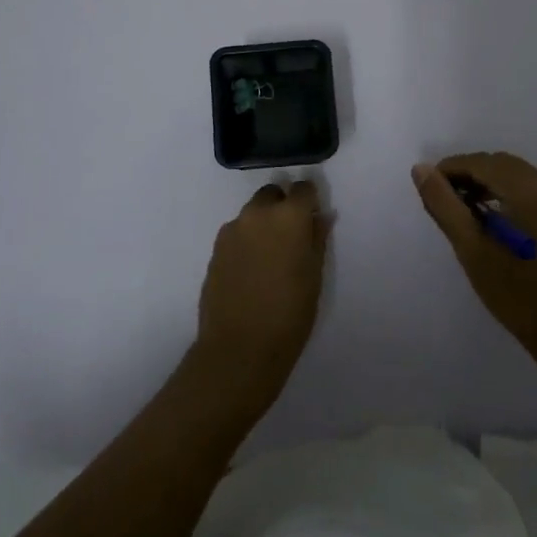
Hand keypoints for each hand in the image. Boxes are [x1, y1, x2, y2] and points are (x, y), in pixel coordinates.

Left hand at [196, 180, 330, 392]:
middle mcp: (257, 214)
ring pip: (252, 214)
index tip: (313, 218)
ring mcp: (232, 231)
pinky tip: (252, 271)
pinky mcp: (215, 250)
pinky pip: (236, 234)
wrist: (239, 349)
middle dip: (283, 207)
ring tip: (270, 259)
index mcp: (288, 217)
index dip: (310, 200)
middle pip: (272, 194)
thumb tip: (321, 216)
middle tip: (291, 238)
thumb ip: (317, 238)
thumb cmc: (289, 314)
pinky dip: (247, 242)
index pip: (303, 188)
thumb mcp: (315, 276)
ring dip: (263, 224)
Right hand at [412, 152, 536, 357]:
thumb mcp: (471, 249)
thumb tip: (421, 169)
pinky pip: (529, 187)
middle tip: (442, 198)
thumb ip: (444, 205)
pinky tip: (490, 215)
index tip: (427, 187)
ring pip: (514, 173)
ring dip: (485, 181)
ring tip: (461, 207)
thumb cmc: (515, 292)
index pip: (481, 163)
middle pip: (499, 164)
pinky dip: (505, 191)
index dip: (450, 168)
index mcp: (528, 190)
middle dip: (467, 173)